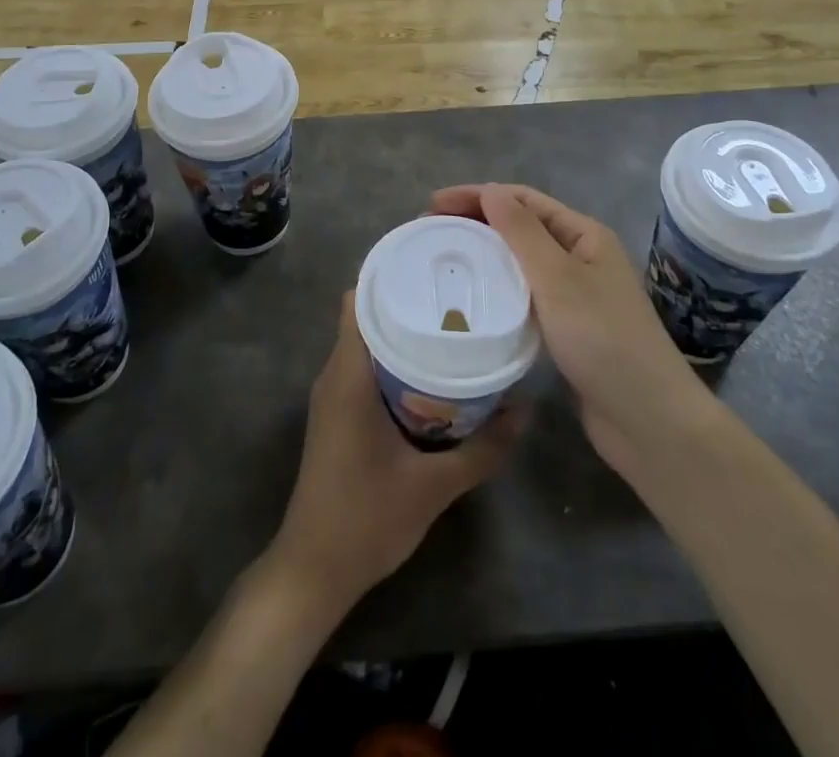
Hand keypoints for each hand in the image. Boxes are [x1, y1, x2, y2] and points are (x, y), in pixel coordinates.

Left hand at [265, 294, 519, 617]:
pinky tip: (430, 374)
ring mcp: (332, 396)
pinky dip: (393, 360)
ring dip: (401, 333)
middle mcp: (335, 374)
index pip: (360, 299)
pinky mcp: (337, 415)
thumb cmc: (366, 519)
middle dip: (407, 302)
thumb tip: (524, 410)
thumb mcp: (434, 486)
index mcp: (348, 375)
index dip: (391, 275)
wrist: (314, 570)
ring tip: (450, 327)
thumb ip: (483, 449)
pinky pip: (364, 368)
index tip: (433, 267)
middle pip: (366, 316)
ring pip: (365, 343)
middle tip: (457, 297)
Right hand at [429, 185, 711, 481]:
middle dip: (476, 222)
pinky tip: (474, 299)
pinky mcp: (566, 328)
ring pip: (520, 262)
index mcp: (584, 235)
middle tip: (431, 231)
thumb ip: (522, 232)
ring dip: (485, 254)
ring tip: (444, 259)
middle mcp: (580, 257)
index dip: (477, 195)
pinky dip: (497, 289)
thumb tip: (490, 190)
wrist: (648, 420)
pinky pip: (524, 295)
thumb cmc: (604, 339)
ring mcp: (575, 294)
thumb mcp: (558, 278)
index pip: (522, 200)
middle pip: (520, 227)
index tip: (432, 205)